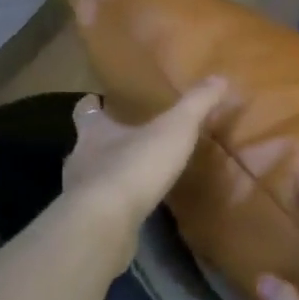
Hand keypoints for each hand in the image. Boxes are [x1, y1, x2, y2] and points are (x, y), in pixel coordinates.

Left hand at [61, 77, 227, 240]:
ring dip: (106, 176)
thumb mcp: (175, 129)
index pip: (86, 112)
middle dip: (101, 143)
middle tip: (122, 142)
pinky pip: (99, 208)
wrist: (106, 222)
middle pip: (85, 145)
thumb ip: (196, 104)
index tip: (95, 101)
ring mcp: (79, 193)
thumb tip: (219, 77)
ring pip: (90, 178)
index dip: (92, 106)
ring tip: (131, 179)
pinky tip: (129, 210)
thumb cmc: (136, 165)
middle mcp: (80, 158)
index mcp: (94, 132)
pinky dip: (112, 206)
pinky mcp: (86, 222)